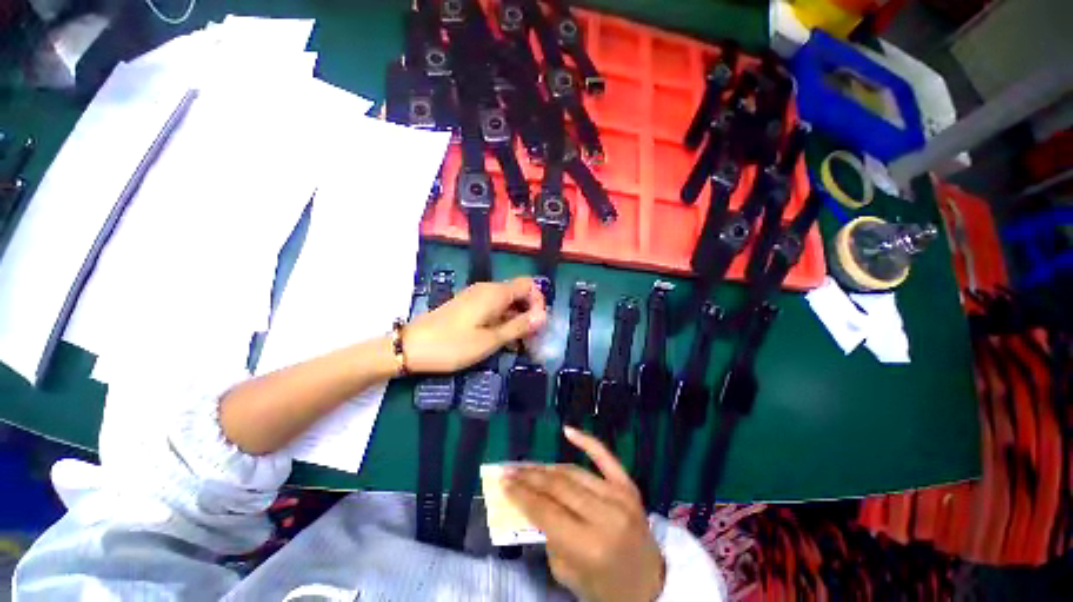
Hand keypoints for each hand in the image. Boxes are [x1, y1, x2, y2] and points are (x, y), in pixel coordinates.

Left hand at [403, 277, 546, 373]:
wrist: (411, 346)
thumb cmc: (453, 345)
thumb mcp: (490, 339)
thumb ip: (519, 326)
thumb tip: (543, 316)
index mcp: (496, 293)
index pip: (529, 285)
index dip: (538, 302)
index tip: (538, 326)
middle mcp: (487, 289)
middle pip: (519, 293)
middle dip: (529, 313)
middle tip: (530, 338)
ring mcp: (476, 296)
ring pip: (506, 302)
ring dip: (516, 319)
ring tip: (517, 343)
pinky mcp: (468, 305)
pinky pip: (493, 307)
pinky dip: (502, 320)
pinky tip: (500, 339)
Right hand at [504, 427, 665, 601]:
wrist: (651, 585)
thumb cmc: (605, 588)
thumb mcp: (567, 574)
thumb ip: (548, 536)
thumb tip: (531, 502)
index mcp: (589, 546)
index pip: (546, 511)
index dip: (521, 494)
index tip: (503, 481)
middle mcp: (605, 516)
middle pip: (558, 487)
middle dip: (529, 477)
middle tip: (510, 470)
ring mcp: (619, 496)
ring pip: (573, 472)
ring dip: (547, 467)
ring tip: (528, 465)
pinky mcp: (628, 486)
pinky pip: (605, 458)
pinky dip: (586, 441)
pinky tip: (567, 431)